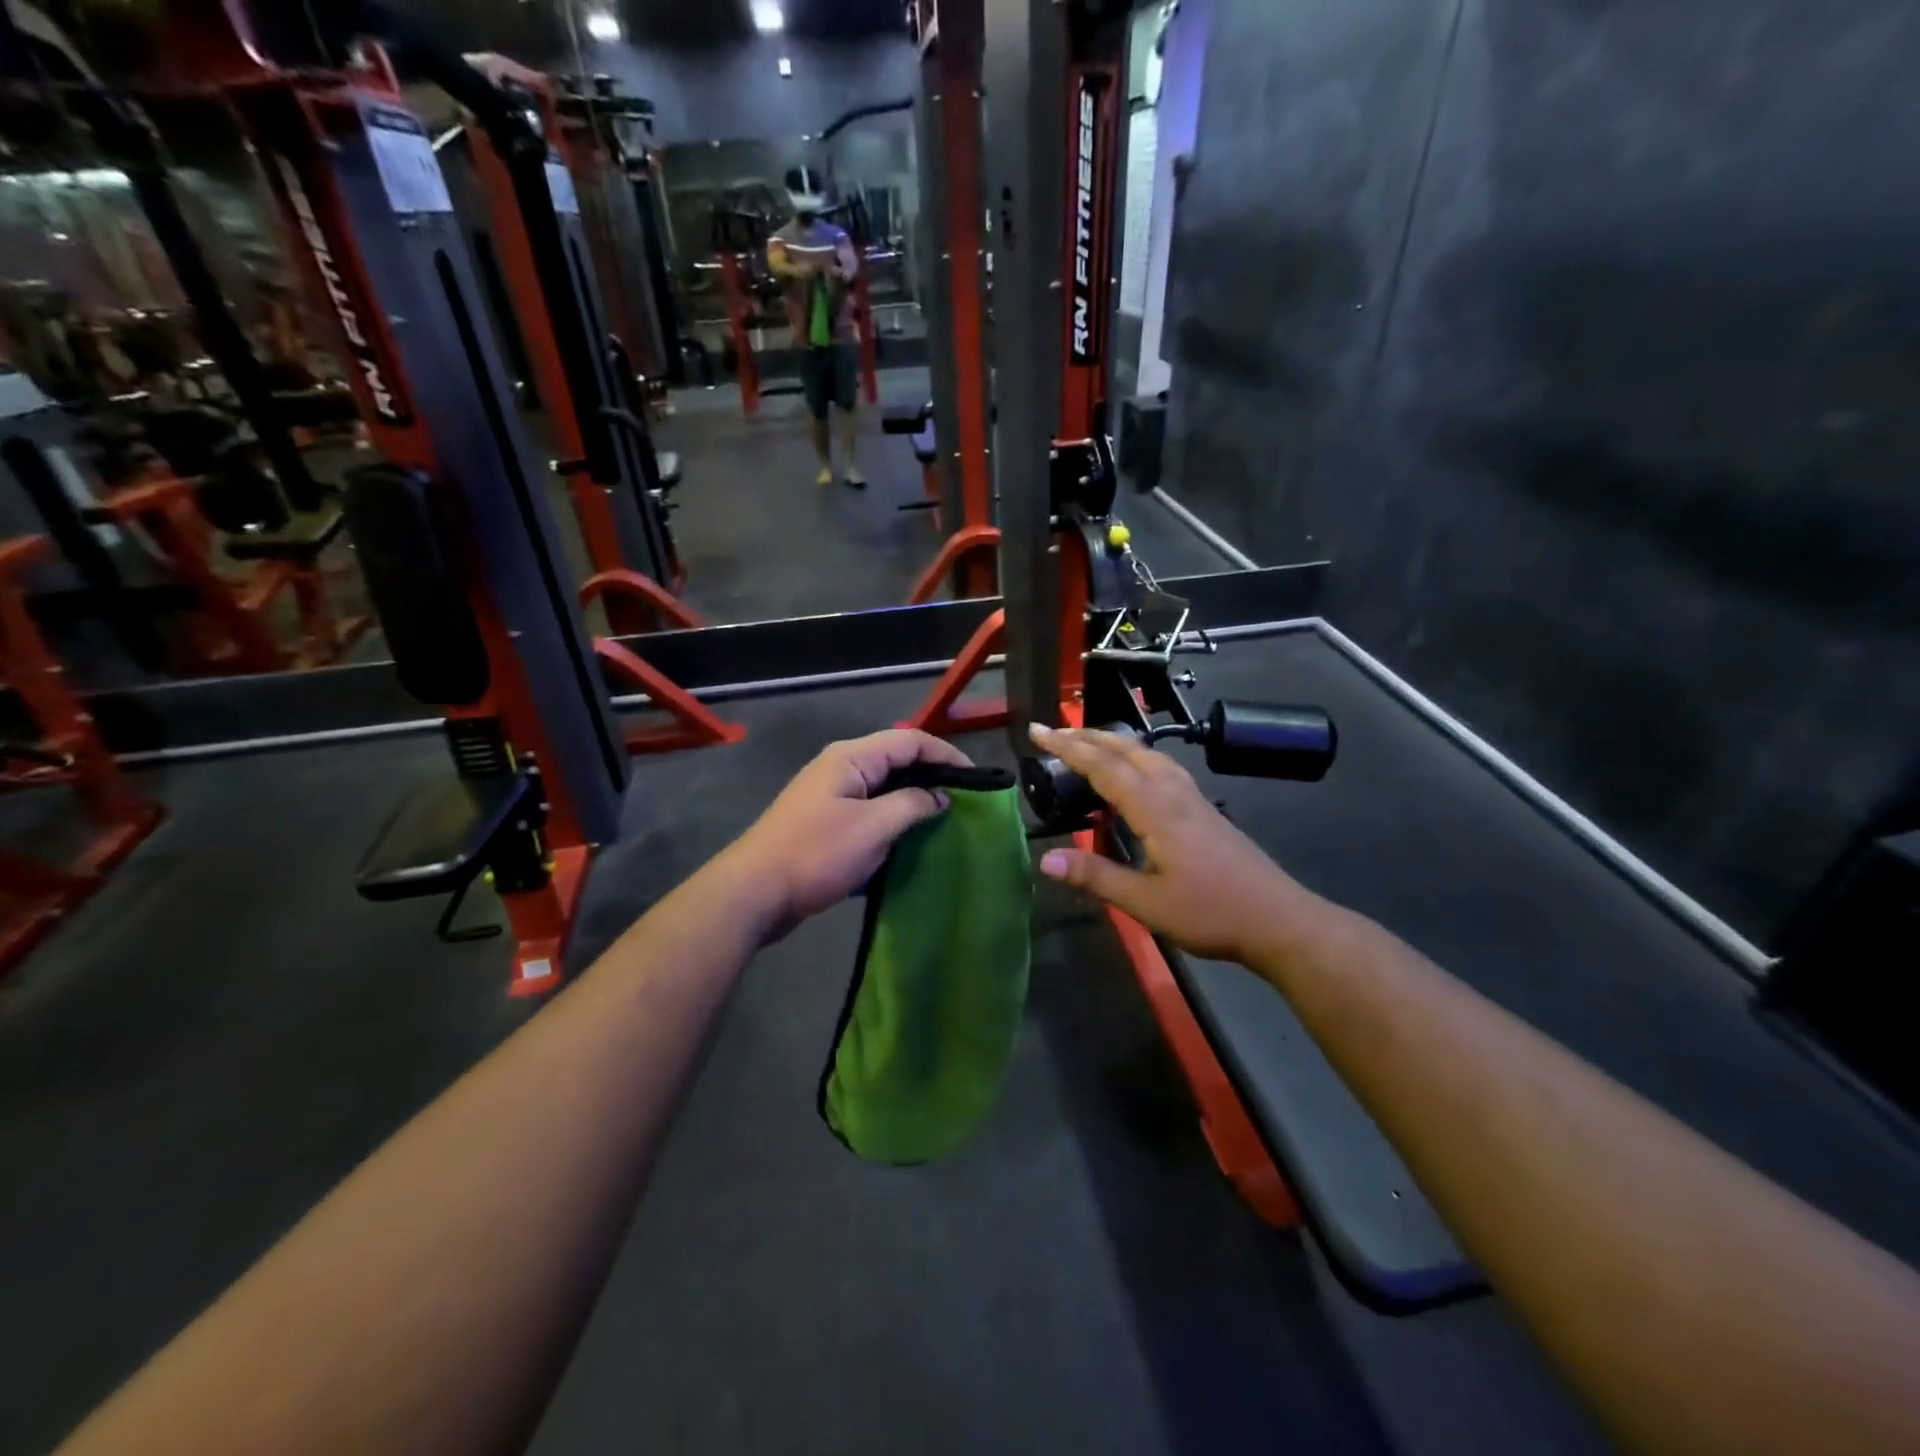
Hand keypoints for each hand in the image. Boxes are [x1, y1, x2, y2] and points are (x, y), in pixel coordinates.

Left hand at [727, 730, 972, 935]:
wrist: (755, 893)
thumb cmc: (816, 854)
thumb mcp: (872, 828)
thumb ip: (912, 805)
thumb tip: (940, 798)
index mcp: (851, 757)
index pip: (910, 741)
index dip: (946, 755)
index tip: (976, 780)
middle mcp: (841, 768)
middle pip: (897, 760)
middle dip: (932, 776)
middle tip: (965, 800)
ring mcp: (832, 795)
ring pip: (885, 787)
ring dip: (914, 799)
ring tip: (945, 818)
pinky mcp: (828, 822)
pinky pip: (871, 810)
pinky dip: (894, 818)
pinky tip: (911, 839)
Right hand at [1030, 724, 1313, 964]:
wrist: (1277, 919)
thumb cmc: (1210, 912)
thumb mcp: (1145, 903)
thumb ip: (1096, 877)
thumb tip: (1045, 860)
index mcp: (1155, 808)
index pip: (1103, 766)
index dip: (1067, 747)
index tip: (1037, 731)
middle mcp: (1173, 792)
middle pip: (1126, 749)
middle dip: (1086, 736)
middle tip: (1053, 731)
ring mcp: (1192, 797)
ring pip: (1147, 754)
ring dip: (1113, 743)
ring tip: (1086, 743)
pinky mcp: (1203, 808)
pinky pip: (1162, 767)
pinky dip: (1135, 757)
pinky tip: (1134, 773)